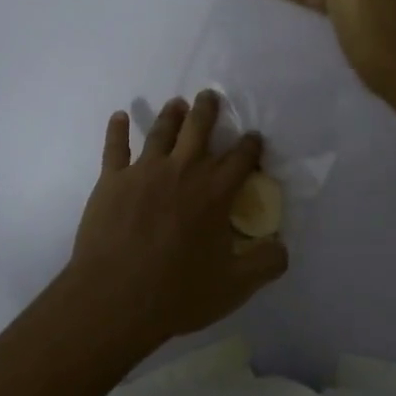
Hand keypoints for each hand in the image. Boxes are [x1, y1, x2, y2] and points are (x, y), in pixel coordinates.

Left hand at [68, 93, 289, 346]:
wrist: (115, 298)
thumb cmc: (177, 293)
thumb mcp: (234, 286)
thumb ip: (266, 263)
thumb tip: (283, 246)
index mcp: (215, 192)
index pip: (241, 158)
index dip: (251, 145)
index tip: (254, 137)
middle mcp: (183, 170)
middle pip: (198, 128)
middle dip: (208, 110)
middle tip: (210, 96)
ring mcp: (144, 171)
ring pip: (160, 131)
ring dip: (171, 114)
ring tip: (177, 104)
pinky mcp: (111, 180)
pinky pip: (115, 146)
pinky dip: (117, 129)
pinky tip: (119, 116)